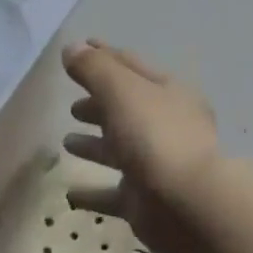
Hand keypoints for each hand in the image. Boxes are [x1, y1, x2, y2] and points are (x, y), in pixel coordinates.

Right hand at [61, 40, 220, 252]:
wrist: (186, 203)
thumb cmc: (155, 138)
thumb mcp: (122, 93)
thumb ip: (94, 70)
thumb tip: (71, 48)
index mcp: (166, 93)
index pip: (130, 67)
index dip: (103, 56)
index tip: (78, 50)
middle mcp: (164, 126)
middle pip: (126, 110)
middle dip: (99, 105)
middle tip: (72, 107)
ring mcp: (155, 165)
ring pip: (119, 150)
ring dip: (94, 145)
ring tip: (66, 143)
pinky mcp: (144, 200)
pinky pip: (111, 193)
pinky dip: (91, 192)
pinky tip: (70, 193)